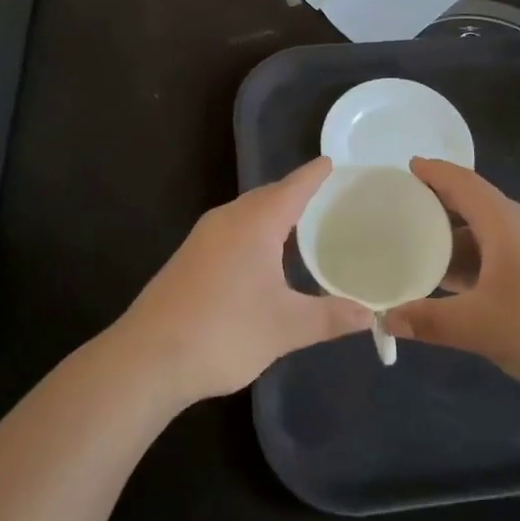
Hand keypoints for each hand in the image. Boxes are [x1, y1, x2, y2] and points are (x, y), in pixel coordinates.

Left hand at [115, 158, 370, 403]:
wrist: (148, 358)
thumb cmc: (224, 332)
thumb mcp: (286, 327)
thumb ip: (330, 317)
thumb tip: (371, 315)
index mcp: (254, 224)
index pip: (292, 188)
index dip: (313, 175)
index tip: (331, 162)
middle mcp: (227, 220)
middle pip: (267, 196)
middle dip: (294, 193)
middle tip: (324, 195)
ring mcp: (202, 238)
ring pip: (245, 213)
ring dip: (271, 213)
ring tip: (299, 224)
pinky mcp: (188, 258)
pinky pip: (230, 230)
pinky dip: (253, 231)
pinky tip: (260, 256)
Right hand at [383, 158, 519, 399]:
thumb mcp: (479, 327)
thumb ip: (429, 321)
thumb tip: (387, 318)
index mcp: (506, 223)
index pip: (463, 182)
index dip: (434, 172)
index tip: (407, 167)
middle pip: (476, 203)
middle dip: (441, 206)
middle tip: (404, 214)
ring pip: (492, 231)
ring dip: (460, 237)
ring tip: (425, 250)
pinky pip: (506, 250)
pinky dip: (479, 257)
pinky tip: (463, 283)